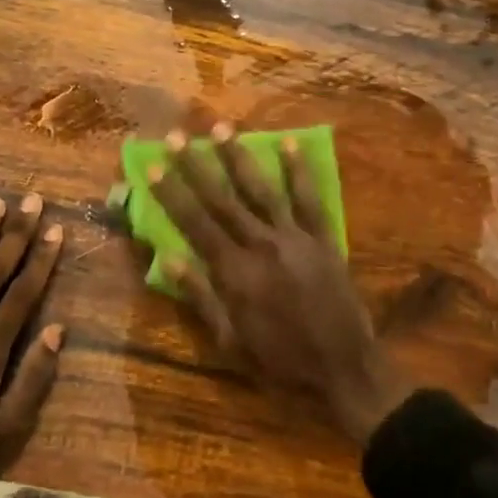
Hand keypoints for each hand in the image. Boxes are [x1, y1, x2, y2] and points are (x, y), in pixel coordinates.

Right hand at [149, 124, 412, 443]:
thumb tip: (166, 257)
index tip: (154, 164)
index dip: (172, 193)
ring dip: (241, 158)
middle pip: (223, 199)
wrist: (343, 369)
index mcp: (234, 272)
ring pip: (263, 190)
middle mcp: (262, 246)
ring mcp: (296, 239)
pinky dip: (299, 172)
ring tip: (223, 128)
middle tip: (178, 135)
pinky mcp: (324, 240)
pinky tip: (290, 145)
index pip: (195, 223)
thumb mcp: (229, 340)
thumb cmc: (279, 362)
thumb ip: (199, 296)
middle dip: (197, 165)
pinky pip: (310, 200)